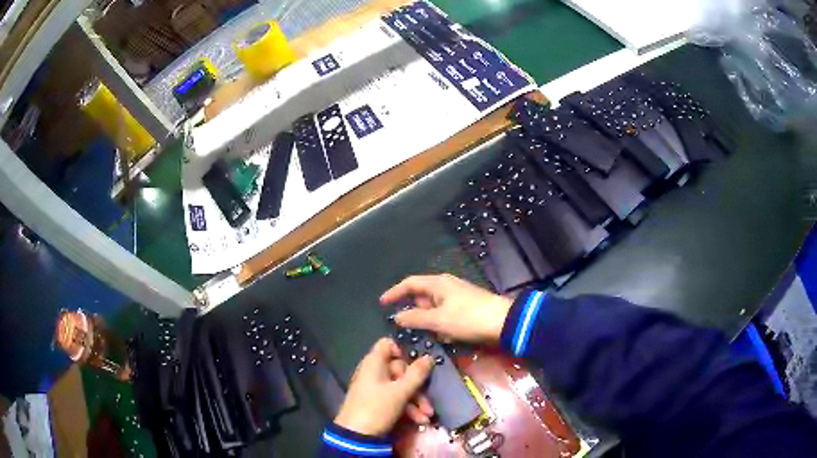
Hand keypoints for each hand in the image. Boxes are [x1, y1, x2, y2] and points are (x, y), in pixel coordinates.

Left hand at [334, 338, 433, 435]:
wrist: (356, 436)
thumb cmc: (377, 408)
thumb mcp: (400, 392)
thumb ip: (416, 374)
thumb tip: (429, 356)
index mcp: (374, 363)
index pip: (388, 344)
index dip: (404, 350)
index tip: (419, 362)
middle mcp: (374, 372)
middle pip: (400, 369)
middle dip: (417, 385)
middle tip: (429, 398)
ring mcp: (375, 388)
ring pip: (400, 387)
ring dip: (416, 400)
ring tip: (427, 415)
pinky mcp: (377, 403)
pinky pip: (395, 399)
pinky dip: (408, 408)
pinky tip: (420, 420)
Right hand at [381, 274, 512, 343]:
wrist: (503, 322)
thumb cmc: (468, 318)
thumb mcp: (438, 320)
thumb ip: (415, 318)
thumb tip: (396, 317)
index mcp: (438, 283)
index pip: (409, 284)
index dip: (394, 293)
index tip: (382, 304)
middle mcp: (446, 286)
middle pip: (422, 296)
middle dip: (414, 311)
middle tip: (406, 327)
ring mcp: (458, 296)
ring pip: (434, 307)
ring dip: (428, 320)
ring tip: (426, 335)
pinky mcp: (467, 307)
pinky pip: (446, 314)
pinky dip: (441, 324)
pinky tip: (445, 336)